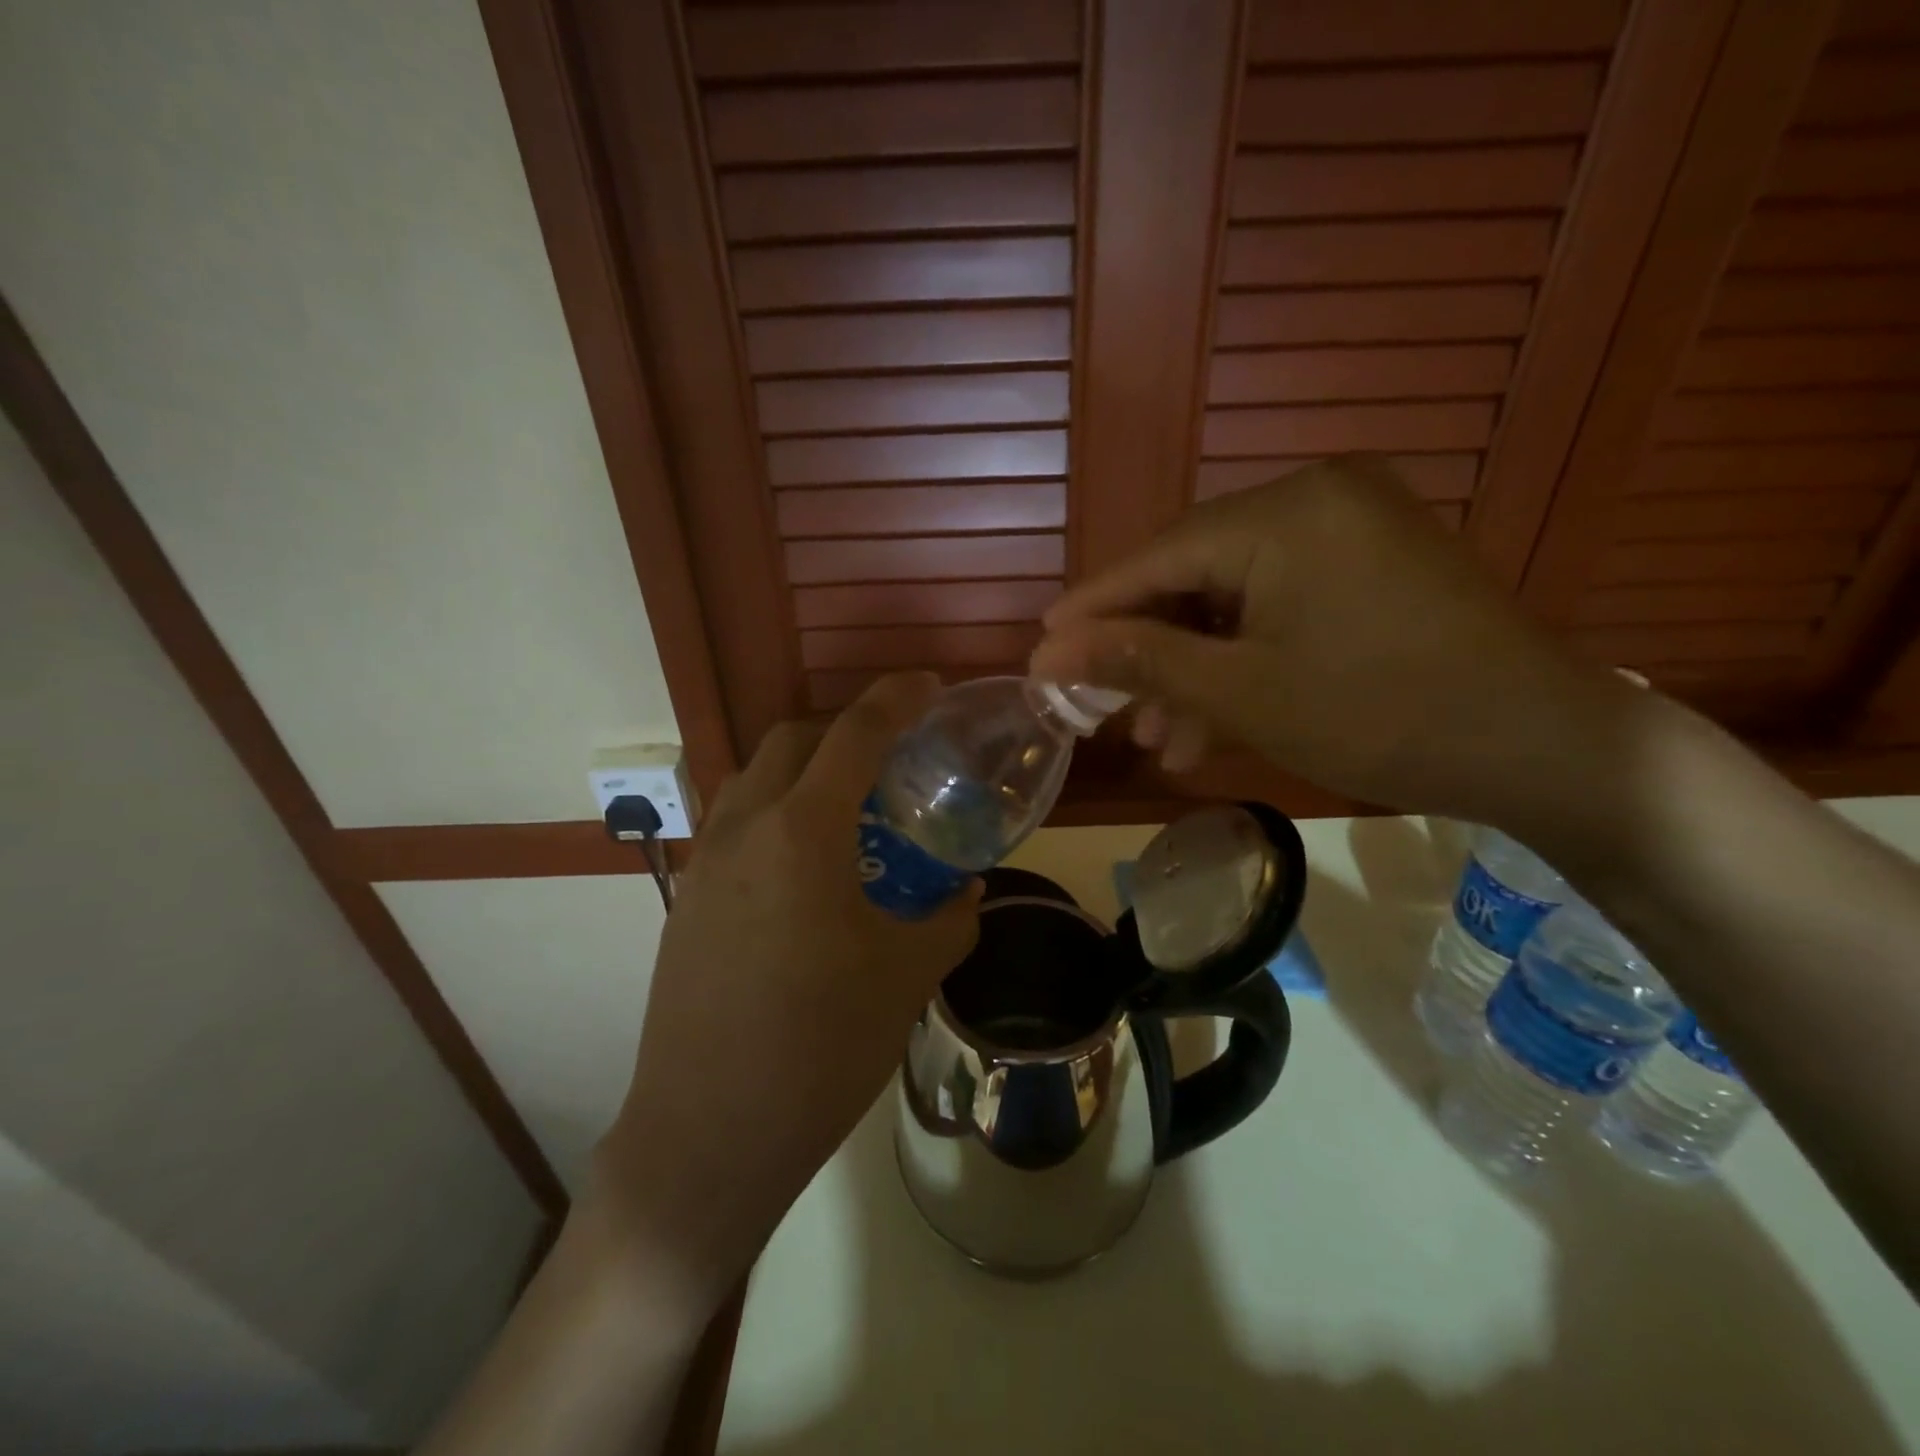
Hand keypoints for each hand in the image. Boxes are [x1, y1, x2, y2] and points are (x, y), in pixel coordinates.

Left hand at [590, 673, 980, 1309]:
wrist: (709, 1133)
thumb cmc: (821, 1046)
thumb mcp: (907, 976)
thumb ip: (949, 919)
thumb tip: (968, 891)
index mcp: (802, 832)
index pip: (854, 734)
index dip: (895, 698)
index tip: (928, 685)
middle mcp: (744, 828)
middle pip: (792, 740)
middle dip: (845, 729)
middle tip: (892, 756)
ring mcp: (705, 863)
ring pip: (753, 778)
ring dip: (803, 770)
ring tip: (849, 809)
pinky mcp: (685, 900)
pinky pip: (734, 824)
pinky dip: (774, 813)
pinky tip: (806, 868)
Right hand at [1028, 455, 1627, 823]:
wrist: (1542, 745)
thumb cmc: (1379, 715)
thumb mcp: (1242, 693)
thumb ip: (1141, 660)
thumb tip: (1051, 650)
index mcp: (1282, 514)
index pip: (1156, 558)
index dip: (1093, 610)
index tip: (1041, 651)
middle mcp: (1314, 498)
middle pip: (1192, 576)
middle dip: (1148, 652)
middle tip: (1107, 711)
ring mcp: (1350, 528)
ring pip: (1234, 598)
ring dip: (1194, 667)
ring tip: (1163, 740)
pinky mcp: (1372, 562)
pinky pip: (1278, 603)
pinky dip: (1243, 657)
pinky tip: (1216, 719)